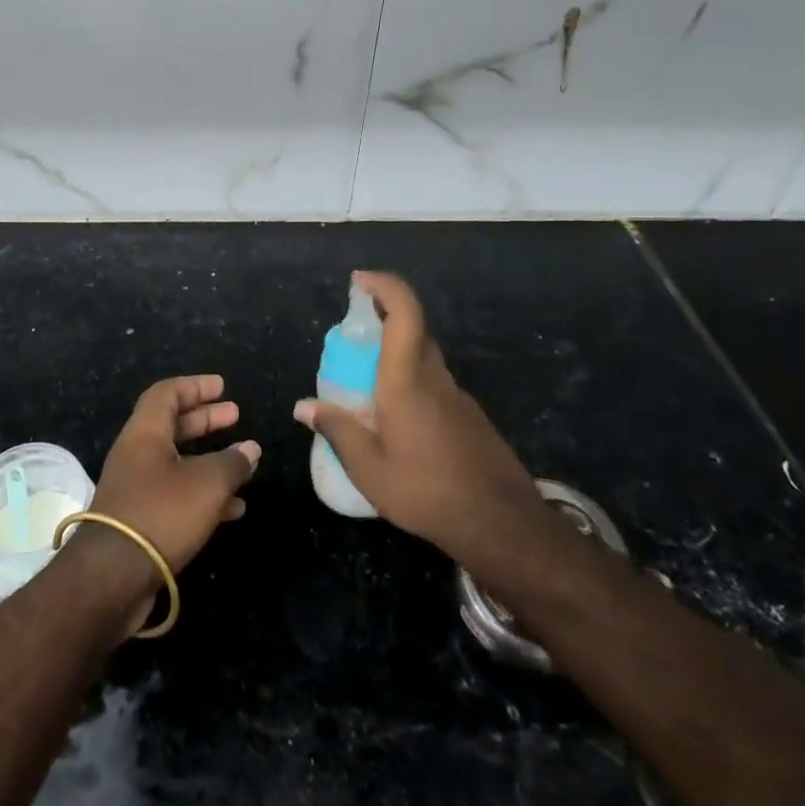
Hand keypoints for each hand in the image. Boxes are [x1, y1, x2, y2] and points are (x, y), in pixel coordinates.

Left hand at [75, 375, 259, 625]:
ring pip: (177, 462)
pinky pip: (176, 495)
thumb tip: (250, 449)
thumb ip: (232, 463)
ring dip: (209, 459)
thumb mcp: (207, 484)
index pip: (167, 394)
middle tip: (235, 415)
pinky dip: (204, 494)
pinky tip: (234, 508)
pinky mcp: (141, 520)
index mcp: (145, 433)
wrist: (112, 577)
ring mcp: (136, 488)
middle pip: (172, 425)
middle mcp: (136, 454)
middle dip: (205, 420)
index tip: (222, 387)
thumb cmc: (161, 513)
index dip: (195, 386)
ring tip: (243, 462)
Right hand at [293, 271, 542, 565]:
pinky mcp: (469, 416)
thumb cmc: (426, 492)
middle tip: (353, 333)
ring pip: (425, 356)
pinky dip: (411, 380)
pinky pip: (435, 382)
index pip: (405, 312)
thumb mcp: (369, 469)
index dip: (384, 285)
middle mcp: (435, 377)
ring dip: (397, 351)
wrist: (502, 525)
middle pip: (414, 328)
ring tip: (366, 383)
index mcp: (407, 380)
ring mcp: (457, 396)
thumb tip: (302, 406)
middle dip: (384, 315)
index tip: (359, 280)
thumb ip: (337, 430)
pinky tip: (398, 419)